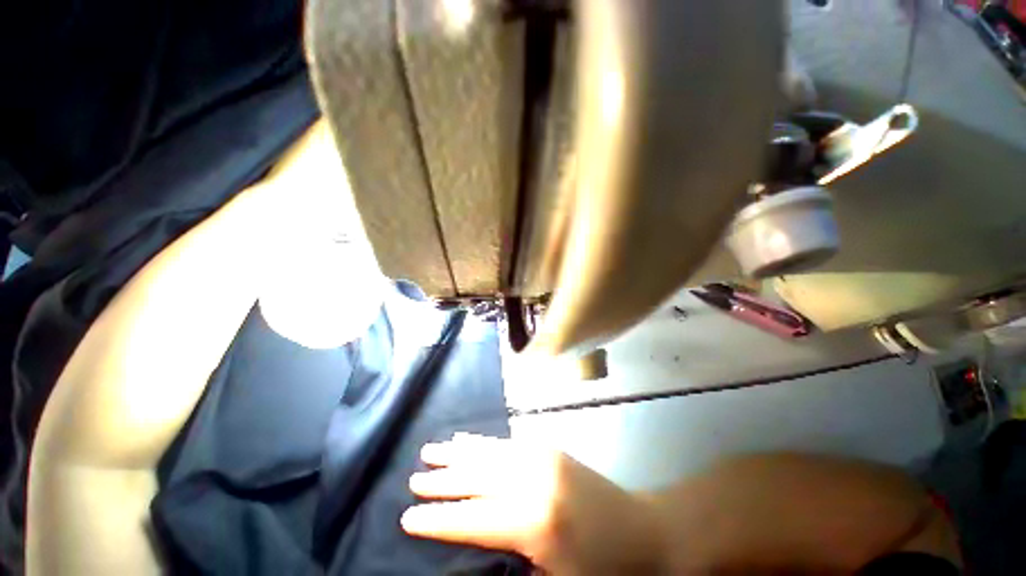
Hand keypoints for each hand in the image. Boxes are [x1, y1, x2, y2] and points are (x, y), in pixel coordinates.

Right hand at [402, 434, 663, 574]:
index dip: (439, 518)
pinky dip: (484, 443)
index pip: (473, 518)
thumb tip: (478, 546)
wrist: (648, 532)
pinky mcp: (550, 449)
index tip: (407, 515)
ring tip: (431, 450)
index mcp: (534, 521)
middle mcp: (534, 480)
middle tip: (413, 478)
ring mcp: (543, 457)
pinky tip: (469, 440)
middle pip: (478, 477)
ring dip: (459, 452)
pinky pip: (507, 443)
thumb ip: (513, 566)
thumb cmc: (605, 570)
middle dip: (443, 479)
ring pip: (490, 452)